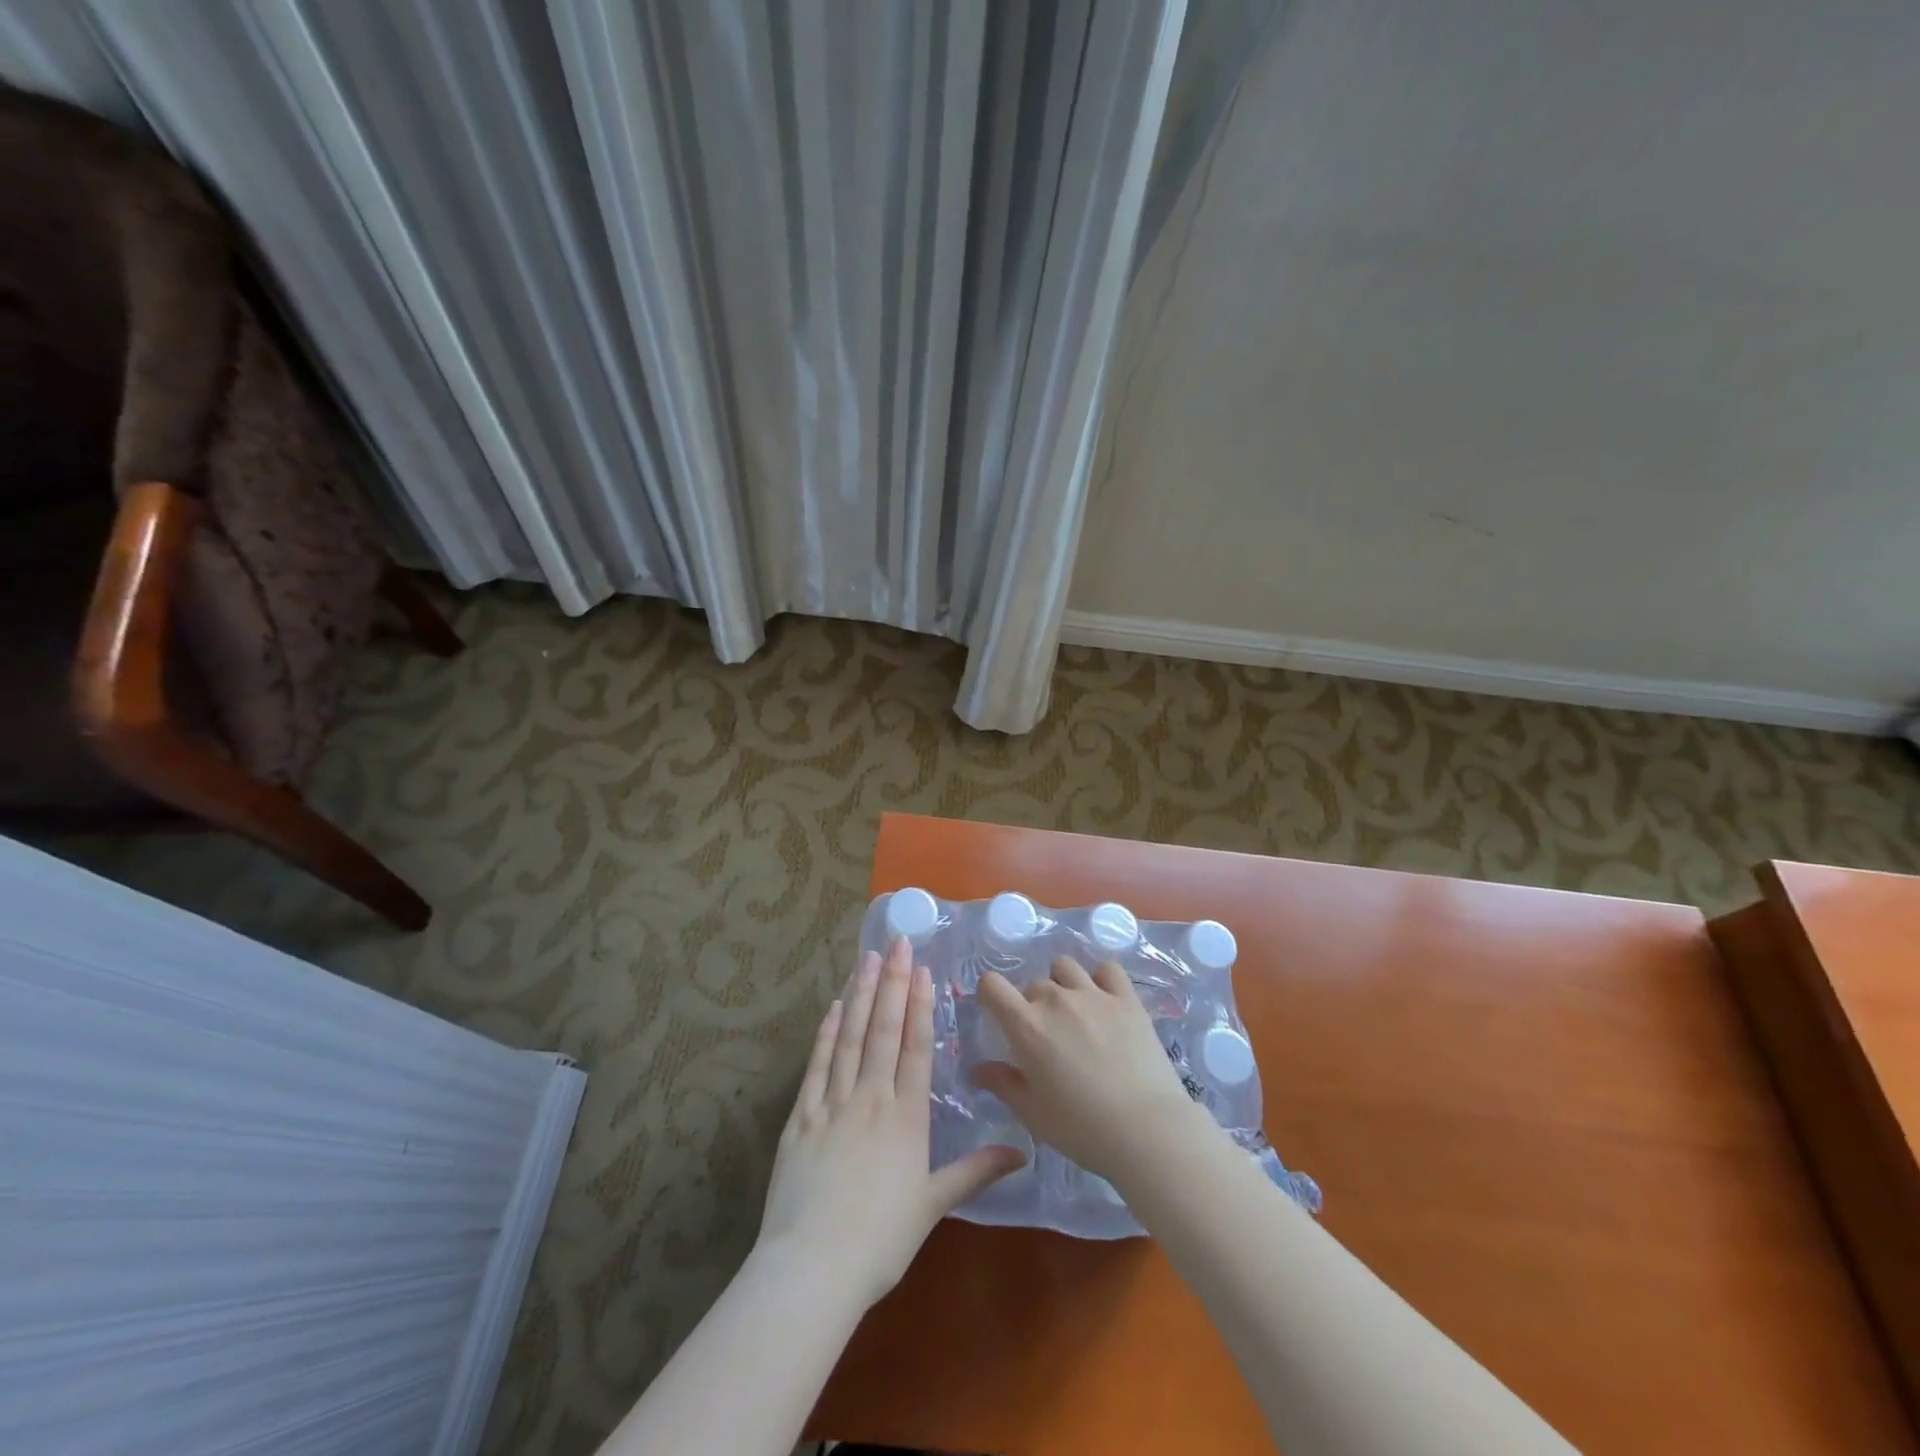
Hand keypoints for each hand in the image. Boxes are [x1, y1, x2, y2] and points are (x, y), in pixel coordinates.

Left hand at [757, 936, 1026, 1310]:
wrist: (812, 1268)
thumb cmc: (880, 1240)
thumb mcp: (933, 1205)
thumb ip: (975, 1171)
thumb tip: (1022, 1152)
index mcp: (906, 1117)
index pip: (916, 1047)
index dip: (920, 1005)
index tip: (922, 969)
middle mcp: (871, 1098)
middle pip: (884, 1030)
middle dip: (893, 983)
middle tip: (897, 943)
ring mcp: (831, 1104)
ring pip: (851, 1038)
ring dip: (861, 995)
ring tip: (868, 959)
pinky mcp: (800, 1118)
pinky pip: (817, 1065)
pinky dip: (827, 1033)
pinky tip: (834, 1007)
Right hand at [974, 956, 1209, 1181]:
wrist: (1146, 1130)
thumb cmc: (1081, 1128)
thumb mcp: (1033, 1113)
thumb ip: (1003, 1084)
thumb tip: (978, 1069)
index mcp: (1026, 1025)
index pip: (992, 985)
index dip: (990, 995)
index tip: (999, 1014)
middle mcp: (1056, 999)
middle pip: (1032, 984)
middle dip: (1033, 1004)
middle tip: (1047, 1036)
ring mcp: (1094, 994)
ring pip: (1065, 967)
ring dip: (1062, 984)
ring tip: (1074, 1011)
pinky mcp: (1127, 998)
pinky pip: (1107, 968)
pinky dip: (1100, 978)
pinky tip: (1105, 999)